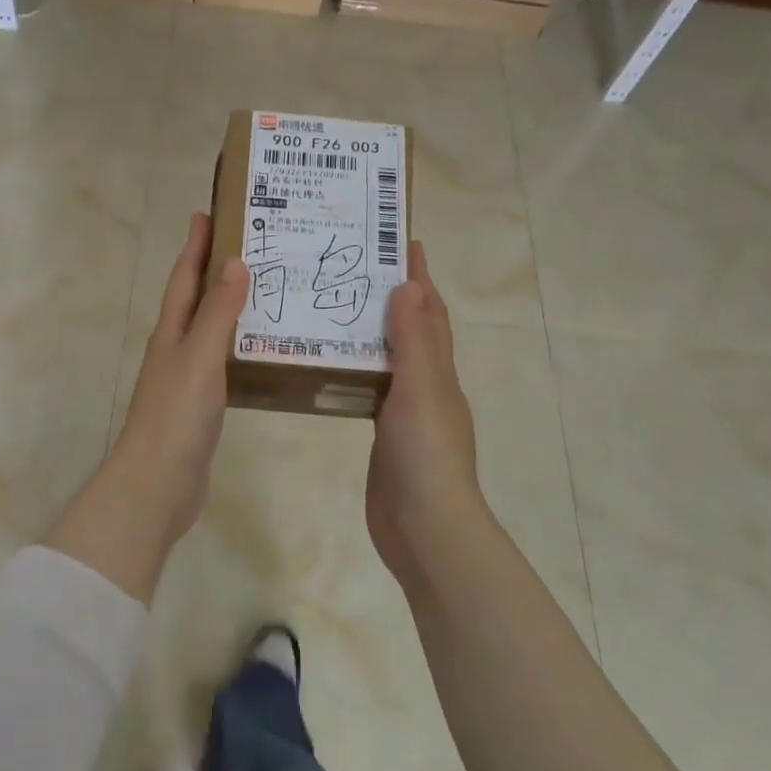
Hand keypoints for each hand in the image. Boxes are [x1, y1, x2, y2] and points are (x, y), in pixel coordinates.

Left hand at [51, 213, 247, 600]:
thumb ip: (217, 313)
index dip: (195, 245)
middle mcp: (175, 348)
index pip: (184, 277)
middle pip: (194, 299)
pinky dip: (238, 344)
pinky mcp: (200, 404)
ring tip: (265, 289)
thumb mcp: (199, 357)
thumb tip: (234, 262)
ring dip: (229, 306)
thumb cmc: (176, 415)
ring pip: (209, 329)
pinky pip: (221, 361)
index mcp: (171, 331)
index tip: (209, 212)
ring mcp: (186, 378)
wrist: (157, 484)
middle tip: (251, 244)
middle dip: (214, 269)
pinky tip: (261, 348)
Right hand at [366, 242, 488, 591]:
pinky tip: (332, 366)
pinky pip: (371, 390)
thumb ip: (414, 340)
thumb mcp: (421, 390)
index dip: (419, 278)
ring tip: (336, 306)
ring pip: (390, 359)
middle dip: (393, 297)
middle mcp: (426, 386)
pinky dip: (358, 370)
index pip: (430, 312)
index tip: (399, 241)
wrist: (425, 529)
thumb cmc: (426, 455)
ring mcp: (406, 414)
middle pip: (412, 331)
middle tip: (354, 268)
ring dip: (372, 331)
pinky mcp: (385, 437)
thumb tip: (409, 284)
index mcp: (438, 371)